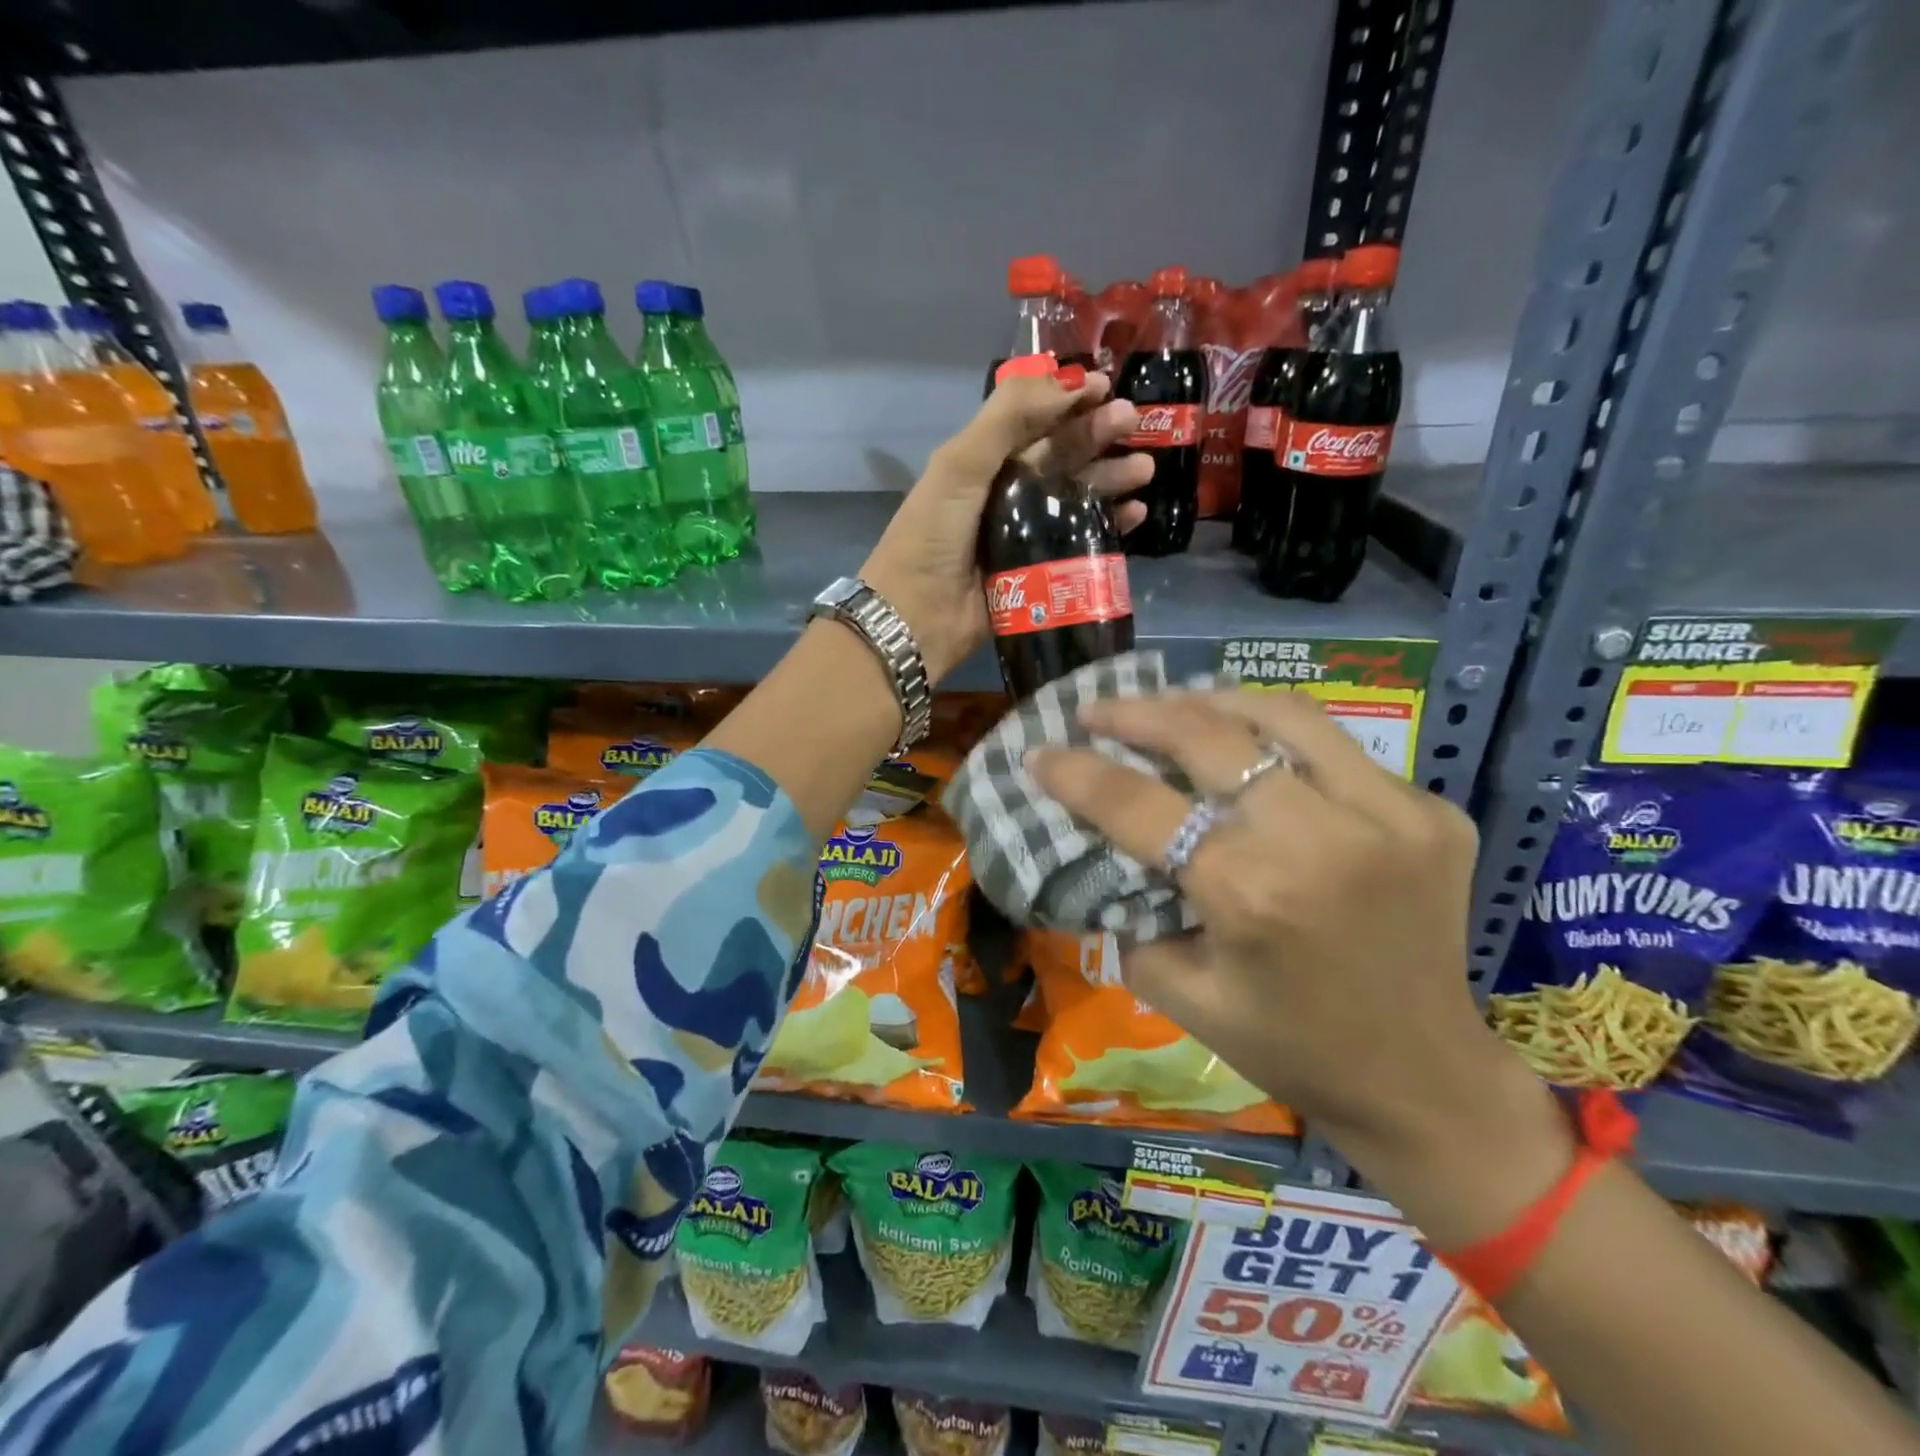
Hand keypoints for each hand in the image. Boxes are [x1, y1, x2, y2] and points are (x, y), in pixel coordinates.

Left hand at [859, 370, 1151, 683]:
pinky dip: (1110, 527)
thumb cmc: (932, 535)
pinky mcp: (1042, 573)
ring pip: (1078, 498)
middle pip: (1061, 457)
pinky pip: (1083, 543)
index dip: (1069, 401)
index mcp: (983, 464)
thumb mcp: (960, 465)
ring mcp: (1027, 535)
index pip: (1033, 422)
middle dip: (1098, 436)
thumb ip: (1008, 417)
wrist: (917, 618)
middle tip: (1136, 422)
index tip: (1108, 386)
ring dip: (1111, 480)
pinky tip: (1135, 514)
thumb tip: (1069, 381)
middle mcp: (1007, 494)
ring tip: (1144, 469)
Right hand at [1030, 689, 1573, 1244]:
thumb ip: (1130, 914)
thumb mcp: (1182, 995)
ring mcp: (1390, 815)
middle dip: (1136, 713)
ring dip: (1209, 702)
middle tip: (1097, 710)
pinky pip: (1336, 749)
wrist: (1426, 1079)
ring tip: (1169, 706)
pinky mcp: (1430, 812)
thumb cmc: (1290, 1048)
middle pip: (1208, 735)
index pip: (1139, 806)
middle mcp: (1321, 838)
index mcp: (1251, 894)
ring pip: (1280, 714)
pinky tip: (1249, 749)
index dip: (1077, 772)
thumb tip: (1101, 848)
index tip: (1040, 751)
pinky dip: (1277, 739)